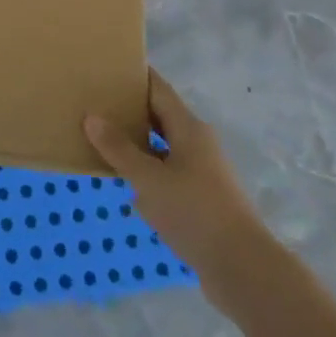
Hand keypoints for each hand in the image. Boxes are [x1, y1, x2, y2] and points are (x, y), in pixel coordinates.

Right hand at [85, 70, 267, 316]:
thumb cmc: (195, 213)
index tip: (107, 66)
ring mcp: (202, 173)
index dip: (135, 75)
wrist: (244, 271)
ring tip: (102, 140)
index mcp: (189, 128)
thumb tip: (91, 117)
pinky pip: (167, 174)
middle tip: (94, 102)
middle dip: (129, 109)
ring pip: (162, 147)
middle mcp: (197, 143)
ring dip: (136, 143)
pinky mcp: (201, 200)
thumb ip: (119, 149)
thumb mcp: (149, 180)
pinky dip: (146, 172)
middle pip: (159, 116)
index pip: (158, 89)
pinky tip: (126, 183)